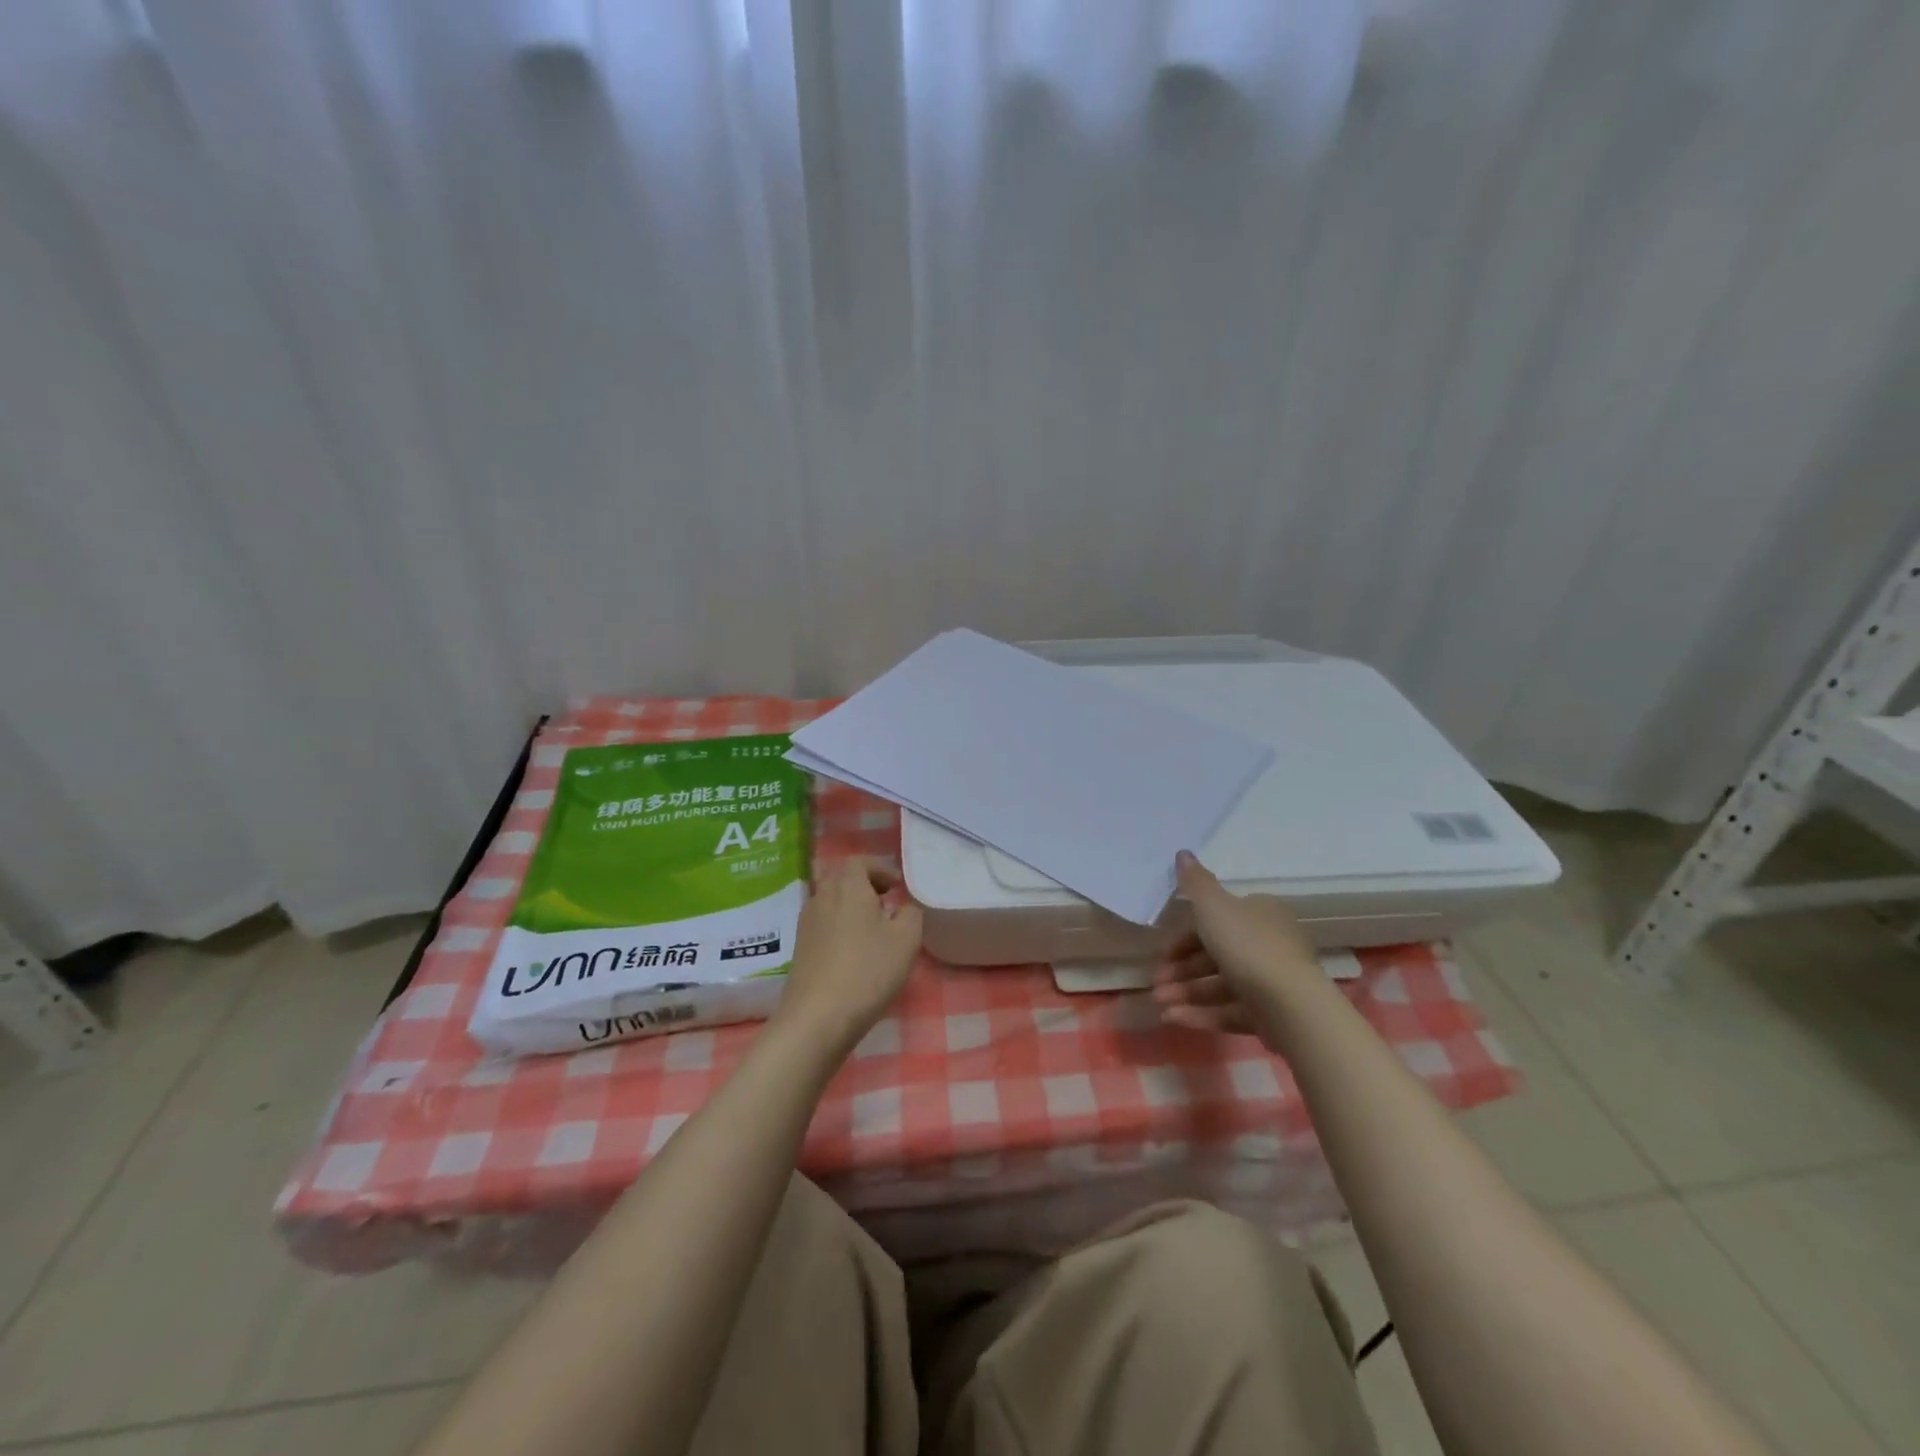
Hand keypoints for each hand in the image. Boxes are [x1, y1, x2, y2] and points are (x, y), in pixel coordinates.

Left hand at [776, 858, 923, 1053]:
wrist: (817, 1017)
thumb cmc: (867, 970)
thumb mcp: (906, 940)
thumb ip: (911, 914)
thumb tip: (905, 906)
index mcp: (848, 886)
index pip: (859, 861)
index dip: (880, 869)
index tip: (897, 888)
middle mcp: (822, 896)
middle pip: (840, 877)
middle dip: (864, 884)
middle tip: (885, 902)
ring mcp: (806, 922)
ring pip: (829, 900)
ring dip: (850, 905)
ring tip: (873, 927)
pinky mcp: (800, 947)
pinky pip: (822, 922)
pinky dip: (839, 924)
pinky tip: (854, 950)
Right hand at [1151, 850, 1320, 1045]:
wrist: (1290, 1004)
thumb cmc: (1247, 945)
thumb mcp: (1213, 906)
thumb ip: (1195, 882)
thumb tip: (1183, 853)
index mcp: (1260, 914)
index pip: (1218, 921)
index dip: (1186, 935)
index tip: (1163, 951)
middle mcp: (1269, 945)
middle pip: (1216, 955)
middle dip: (1181, 969)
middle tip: (1156, 981)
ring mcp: (1271, 983)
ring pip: (1220, 985)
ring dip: (1186, 993)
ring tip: (1159, 1004)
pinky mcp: (1270, 1016)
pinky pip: (1229, 1011)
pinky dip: (1201, 1014)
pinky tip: (1172, 1019)